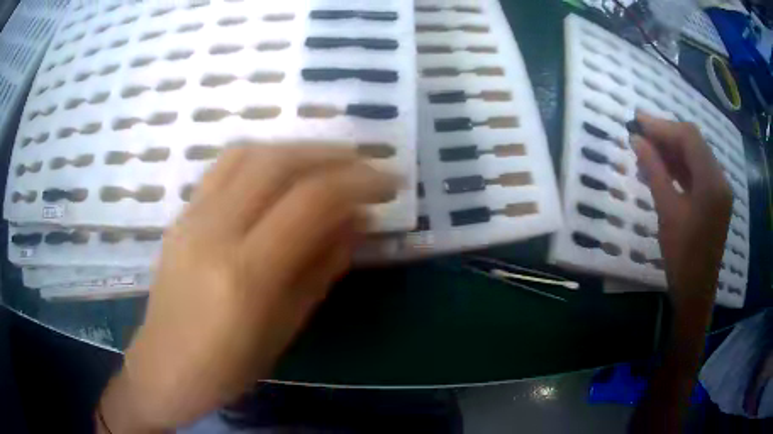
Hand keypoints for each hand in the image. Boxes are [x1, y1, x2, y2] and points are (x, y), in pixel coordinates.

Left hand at [98, 145, 398, 431]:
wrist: (163, 367)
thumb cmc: (228, 367)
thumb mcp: (285, 328)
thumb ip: (321, 268)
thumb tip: (357, 221)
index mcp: (245, 274)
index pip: (309, 202)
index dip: (358, 183)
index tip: (388, 183)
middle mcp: (214, 232)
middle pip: (278, 163)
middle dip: (332, 156)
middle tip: (365, 165)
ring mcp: (191, 217)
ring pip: (248, 154)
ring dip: (297, 148)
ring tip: (328, 161)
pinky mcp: (180, 215)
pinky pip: (223, 167)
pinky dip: (262, 156)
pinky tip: (281, 168)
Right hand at [632, 112, 732, 305]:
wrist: (696, 293)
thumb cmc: (682, 257)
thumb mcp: (667, 212)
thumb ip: (654, 171)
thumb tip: (636, 139)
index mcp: (712, 181)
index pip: (688, 137)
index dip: (662, 125)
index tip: (637, 121)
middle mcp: (720, 179)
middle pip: (693, 142)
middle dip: (666, 134)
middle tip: (639, 133)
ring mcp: (719, 189)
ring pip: (695, 155)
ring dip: (672, 149)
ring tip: (647, 150)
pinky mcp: (716, 198)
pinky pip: (698, 171)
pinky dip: (680, 165)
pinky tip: (663, 168)